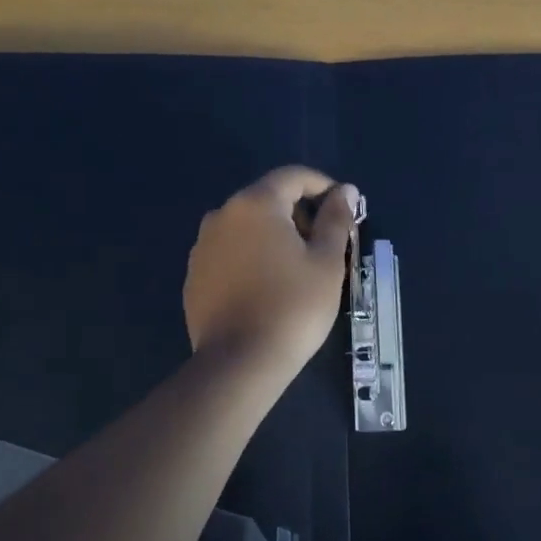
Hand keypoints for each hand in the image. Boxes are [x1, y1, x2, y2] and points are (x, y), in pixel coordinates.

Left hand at [184, 167, 359, 373]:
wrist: (239, 363)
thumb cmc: (293, 307)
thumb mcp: (326, 261)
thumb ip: (336, 218)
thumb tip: (345, 191)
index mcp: (255, 204)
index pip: (293, 177)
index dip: (323, 186)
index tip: (344, 208)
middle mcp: (222, 215)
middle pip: (268, 199)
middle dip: (300, 214)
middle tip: (326, 244)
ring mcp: (202, 246)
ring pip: (247, 227)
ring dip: (276, 236)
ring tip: (299, 268)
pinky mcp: (194, 276)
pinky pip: (230, 252)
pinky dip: (253, 257)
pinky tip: (268, 287)